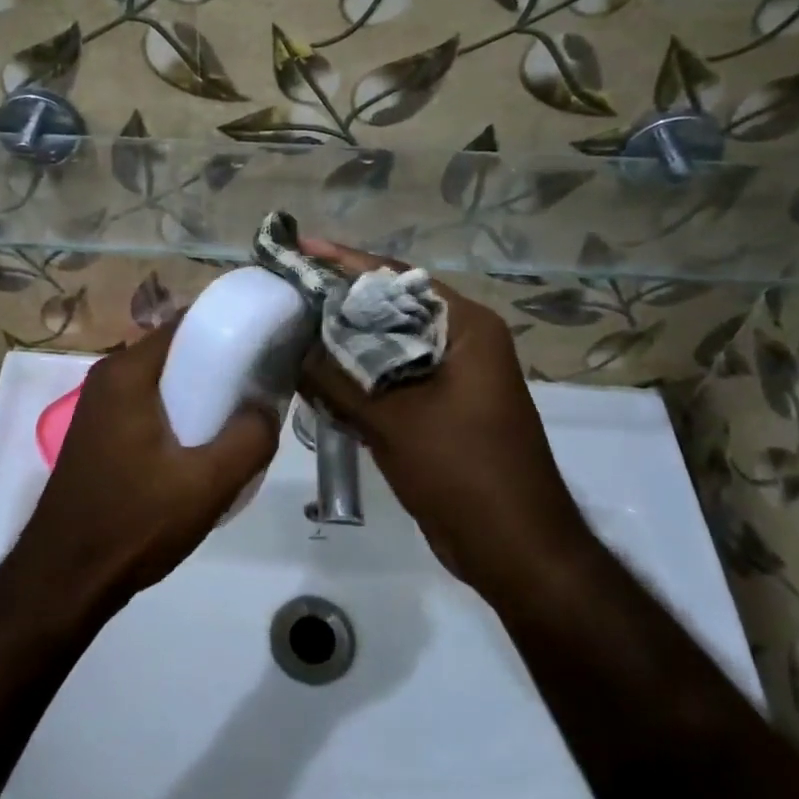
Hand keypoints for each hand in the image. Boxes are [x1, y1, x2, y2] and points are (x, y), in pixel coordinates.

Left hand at [14, 319, 280, 607]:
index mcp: (127, 372)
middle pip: (176, 351)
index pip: (187, 323)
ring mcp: (99, 406)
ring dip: (200, 393)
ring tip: (240, 418)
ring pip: (163, 382)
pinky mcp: (100, 433)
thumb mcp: (207, 484)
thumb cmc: (134, 523)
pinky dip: (178, 413)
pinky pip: (149, 405)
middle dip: (220, 363)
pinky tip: (203, 446)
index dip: (230, 327)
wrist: (66, 578)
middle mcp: (108, 377)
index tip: (268, 344)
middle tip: (261, 387)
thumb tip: (267, 407)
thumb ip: (249, 439)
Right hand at [297, 239, 592, 593]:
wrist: (514, 550)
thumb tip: (291, 347)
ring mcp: (451, 377)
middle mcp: (461, 342)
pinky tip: (313, 378)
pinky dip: (355, 378)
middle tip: (284, 294)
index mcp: (465, 327)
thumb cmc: (463, 471)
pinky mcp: (438, 409)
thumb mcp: (394, 419)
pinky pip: (389, 380)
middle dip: (338, 303)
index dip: (344, 261)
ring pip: (386, 347)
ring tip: (289, 330)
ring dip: (343, 344)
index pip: (396, 278)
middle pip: (389, 309)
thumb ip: (337, 379)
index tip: (298, 248)